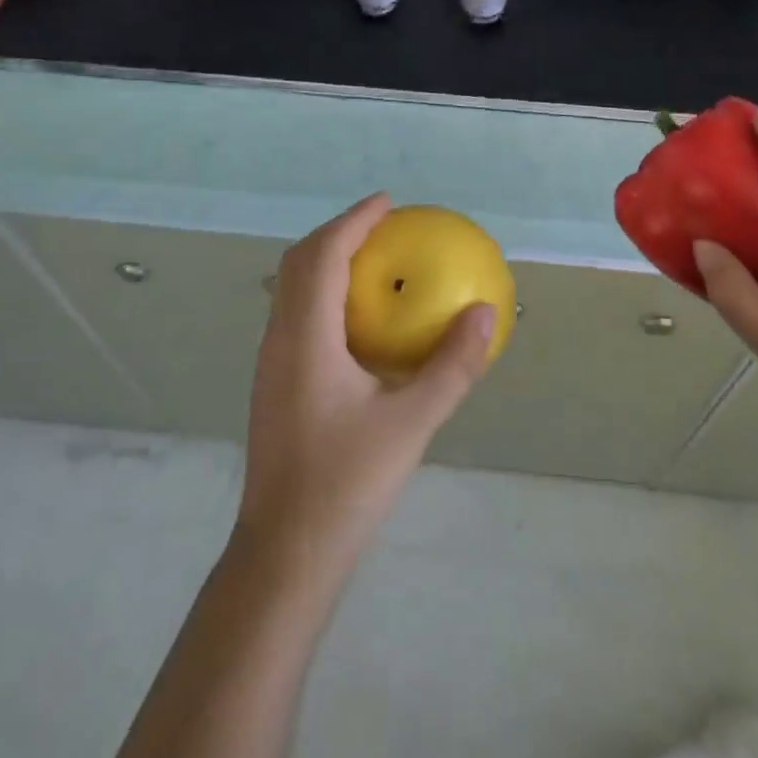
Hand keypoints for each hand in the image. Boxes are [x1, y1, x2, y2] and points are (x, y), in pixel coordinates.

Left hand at [235, 193, 495, 575]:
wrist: (285, 554)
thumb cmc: (347, 484)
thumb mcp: (412, 423)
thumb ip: (452, 366)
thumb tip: (486, 313)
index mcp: (305, 338)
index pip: (324, 255)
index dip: (354, 220)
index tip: (389, 203)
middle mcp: (279, 339)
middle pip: (299, 262)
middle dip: (338, 232)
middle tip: (383, 226)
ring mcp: (271, 363)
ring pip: (291, 289)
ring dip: (327, 262)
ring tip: (373, 262)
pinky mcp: (274, 385)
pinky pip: (296, 315)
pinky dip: (324, 294)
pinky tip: (359, 322)